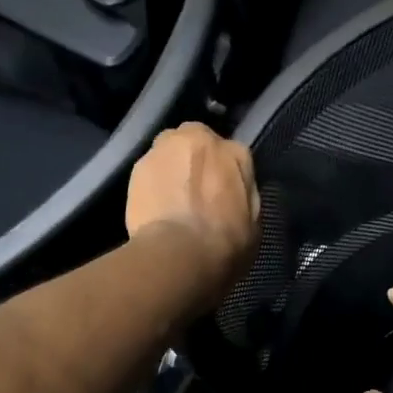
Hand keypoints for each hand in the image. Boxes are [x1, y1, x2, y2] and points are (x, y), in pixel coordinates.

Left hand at [126, 122, 259, 299]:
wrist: (179, 254)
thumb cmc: (225, 243)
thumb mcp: (254, 223)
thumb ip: (245, 196)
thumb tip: (235, 192)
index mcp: (235, 153)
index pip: (234, 155)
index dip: (228, 175)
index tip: (224, 194)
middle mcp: (200, 139)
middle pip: (197, 141)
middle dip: (197, 159)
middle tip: (196, 190)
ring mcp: (165, 149)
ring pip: (169, 150)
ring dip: (173, 166)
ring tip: (172, 197)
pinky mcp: (138, 166)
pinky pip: (150, 170)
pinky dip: (153, 183)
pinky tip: (155, 206)